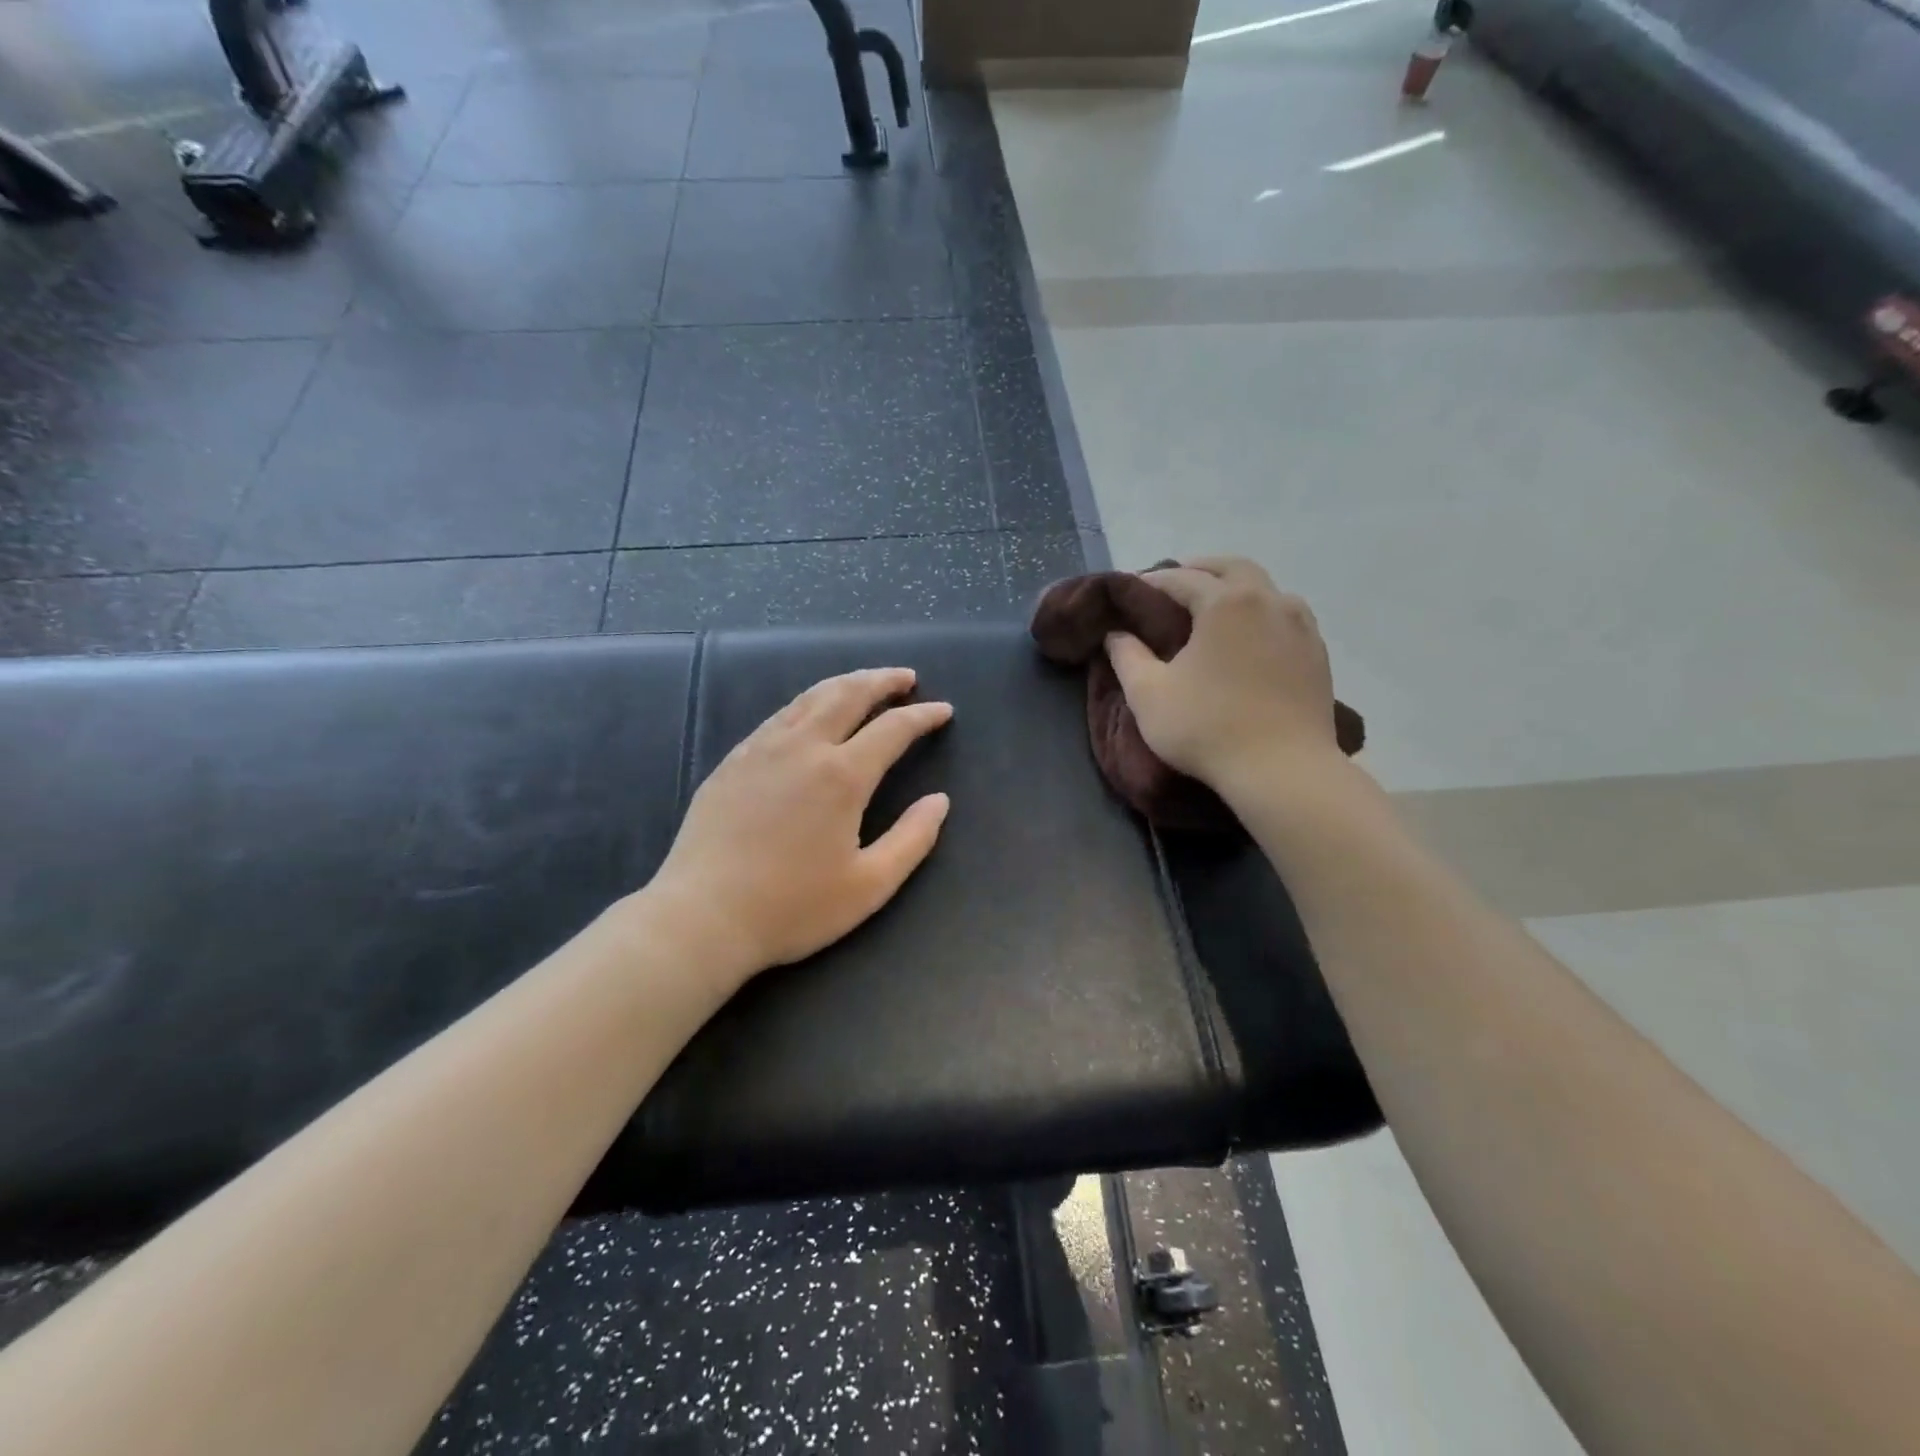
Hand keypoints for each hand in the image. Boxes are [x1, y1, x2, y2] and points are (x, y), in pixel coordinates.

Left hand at [644, 668, 952, 982]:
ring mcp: (761, 749)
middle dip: (882, 680)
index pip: (893, 729)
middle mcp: (803, 748)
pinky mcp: (733, 761)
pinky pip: (779, 716)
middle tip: (906, 677)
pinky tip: (810, 713)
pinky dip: (807, 703)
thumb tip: (939, 801)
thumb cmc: (793, 907)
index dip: (922, 716)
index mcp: (842, 776)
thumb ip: (912, 839)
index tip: (943, 710)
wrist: (703, 917)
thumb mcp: (869, 885)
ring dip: (844, 684)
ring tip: (865, 683)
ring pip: (810, 698)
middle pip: (848, 694)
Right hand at [1105, 557, 1339, 793]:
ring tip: (1214, 608)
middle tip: (1175, 585)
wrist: (1282, 770)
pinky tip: (1250, 637)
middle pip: (1232, 568)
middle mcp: (1268, 601)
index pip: (1183, 578)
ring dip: (1236, 588)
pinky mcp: (1317, 653)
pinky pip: (1286, 617)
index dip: (1154, 581)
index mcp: (1225, 603)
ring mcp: (1300, 626)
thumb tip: (1116, 633)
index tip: (1133, 588)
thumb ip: (1127, 656)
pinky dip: (1261, 614)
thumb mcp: (1148, 694)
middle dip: (1201, 570)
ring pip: (1266, 589)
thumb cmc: (1207, 727)